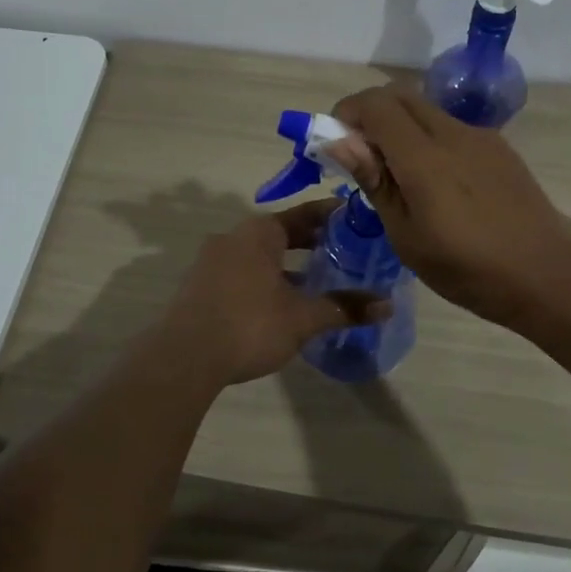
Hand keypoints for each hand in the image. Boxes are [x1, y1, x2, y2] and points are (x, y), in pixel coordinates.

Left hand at [156, 200, 388, 386]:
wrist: (183, 358)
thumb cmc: (249, 324)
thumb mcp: (303, 317)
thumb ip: (344, 308)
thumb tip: (388, 305)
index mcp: (259, 232)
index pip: (304, 213)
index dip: (332, 216)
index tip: (355, 219)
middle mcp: (233, 237)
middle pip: (281, 232)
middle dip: (311, 242)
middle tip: (344, 250)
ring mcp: (212, 261)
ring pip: (260, 254)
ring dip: (287, 263)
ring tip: (317, 278)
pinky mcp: (200, 286)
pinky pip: (242, 272)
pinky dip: (266, 278)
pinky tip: (281, 302)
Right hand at [328, 86, 570, 327]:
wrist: (544, 275)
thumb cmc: (466, 268)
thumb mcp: (406, 236)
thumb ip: (375, 181)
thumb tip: (341, 142)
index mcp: (424, 157)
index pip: (376, 104)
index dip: (348, 112)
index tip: (337, 142)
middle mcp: (453, 133)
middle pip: (401, 96)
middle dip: (372, 113)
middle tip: (363, 155)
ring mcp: (481, 137)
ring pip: (428, 111)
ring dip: (402, 126)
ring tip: (400, 176)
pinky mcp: (500, 148)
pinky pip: (453, 129)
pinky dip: (430, 139)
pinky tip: (439, 185)